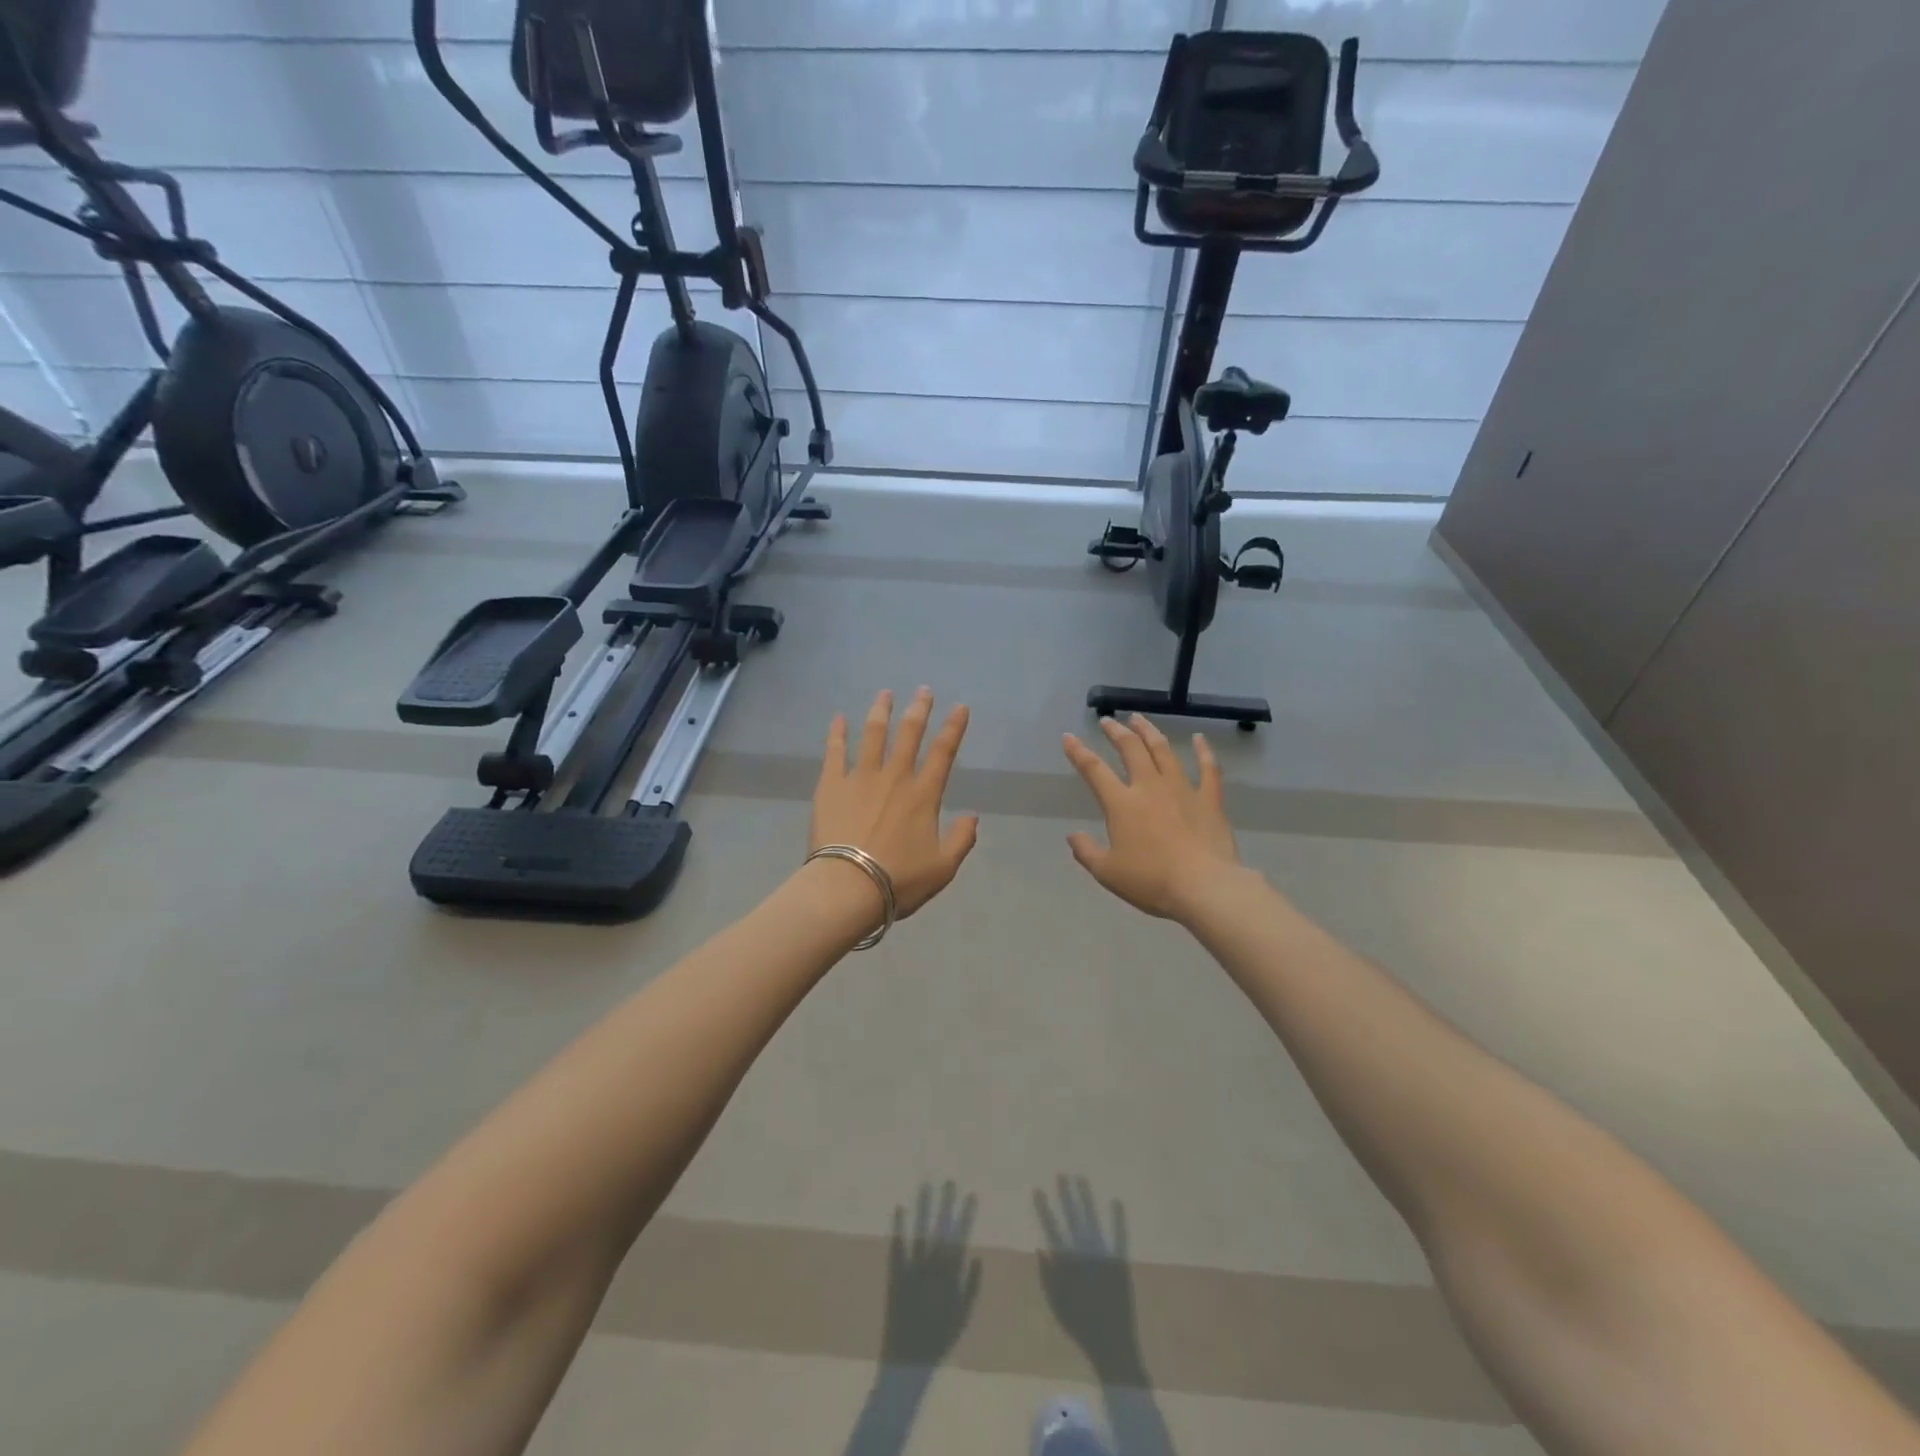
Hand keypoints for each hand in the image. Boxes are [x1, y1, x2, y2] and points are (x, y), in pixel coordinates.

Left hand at [813, 688, 979, 917]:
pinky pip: (835, 752)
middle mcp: (895, 777)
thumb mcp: (943, 868)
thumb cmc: (899, 880)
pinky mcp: (832, 785)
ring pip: (874, 734)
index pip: (944, 753)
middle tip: (923, 690)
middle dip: (919, 709)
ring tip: (885, 693)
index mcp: (924, 795)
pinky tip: (838, 718)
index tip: (960, 707)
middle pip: (910, 734)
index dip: (954, 727)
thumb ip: (962, 840)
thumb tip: (973, 817)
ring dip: (881, 711)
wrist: (848, 886)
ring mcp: (861, 777)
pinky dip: (837, 733)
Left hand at [879, 1181, 983, 1367]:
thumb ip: (971, 1286)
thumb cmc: (939, 1339)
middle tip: (949, 1181)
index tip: (971, 1194)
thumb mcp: (962, 1317)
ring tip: (926, 1185)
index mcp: (949, 1277)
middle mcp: (932, 1269)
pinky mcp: (896, 1275)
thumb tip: (977, 1254)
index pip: (960, 1238)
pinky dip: (899, 1228)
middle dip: (945, 1205)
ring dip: (923, 1209)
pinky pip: (898, 1248)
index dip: (965, 1216)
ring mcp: (913, 1270)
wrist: (908, 1362)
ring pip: (920, 1233)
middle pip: (940, 1230)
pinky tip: (899, 1208)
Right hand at [1035, 1177, 1146, 1379]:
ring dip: (1086, 1200)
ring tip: (1081, 1179)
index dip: (1044, 1209)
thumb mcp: (1057, 1305)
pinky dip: (1118, 1220)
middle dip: (1066, 1196)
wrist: (1112, 1345)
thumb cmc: (1081, 1327)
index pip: (1052, 1229)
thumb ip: (1047, 1277)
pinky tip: (1116, 1201)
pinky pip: (1119, 1237)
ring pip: (1092, 1221)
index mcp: (1067, 1264)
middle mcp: (1084, 1254)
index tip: (1038, 1189)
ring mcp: (1103, 1256)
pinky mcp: (1120, 1263)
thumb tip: (1040, 1247)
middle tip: (1062, 1174)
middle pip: (1073, 1219)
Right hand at [1062, 715, 1242, 921]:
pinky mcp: (1209, 799)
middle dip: (1117, 732)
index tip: (1069, 736)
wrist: (1204, 887)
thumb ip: (1086, 852)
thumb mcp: (1107, 872)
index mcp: (1122, 804)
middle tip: (1108, 721)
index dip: (1079, 752)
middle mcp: (1149, 787)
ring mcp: (1182, 789)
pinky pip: (1208, 768)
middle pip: (1131, 749)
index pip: (1094, 770)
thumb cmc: (1151, 881)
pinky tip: (1199, 738)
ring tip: (1140, 719)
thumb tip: (1073, 835)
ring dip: (1149, 732)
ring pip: (1163, 750)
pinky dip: (1204, 751)